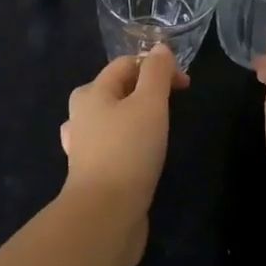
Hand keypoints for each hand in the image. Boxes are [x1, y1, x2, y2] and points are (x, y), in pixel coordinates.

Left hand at [59, 45, 187, 233]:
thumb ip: (156, 73)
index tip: (185, 85)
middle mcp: (81, 113)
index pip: (126, 63)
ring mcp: (82, 145)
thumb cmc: (128, 151)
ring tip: (157, 130)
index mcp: (91, 91)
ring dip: (134, 117)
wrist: (104, 216)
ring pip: (112, 118)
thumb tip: (160, 48)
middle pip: (117, 89)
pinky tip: (137, 155)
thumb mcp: (150, 104)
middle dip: (145, 91)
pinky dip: (127, 143)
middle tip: (172, 107)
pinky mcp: (90, 172)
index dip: (157, 67)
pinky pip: (111, 145)